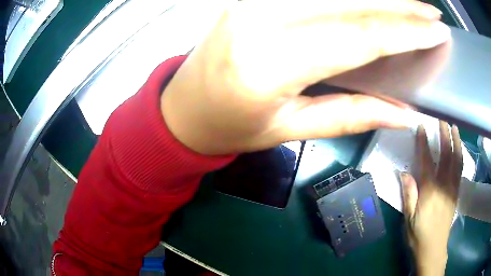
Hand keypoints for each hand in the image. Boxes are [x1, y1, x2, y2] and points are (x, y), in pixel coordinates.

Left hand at [162, 0, 449, 154]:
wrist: (184, 108)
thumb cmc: (230, 127)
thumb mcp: (290, 130)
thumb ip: (352, 116)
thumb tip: (405, 114)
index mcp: (270, 63)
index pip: (361, 35)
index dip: (407, 31)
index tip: (437, 30)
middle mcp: (260, 18)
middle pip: (351, 3)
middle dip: (400, 5)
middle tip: (432, 12)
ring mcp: (251, 0)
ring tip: (414, 4)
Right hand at [400, 122, 462, 275]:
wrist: (433, 249)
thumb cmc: (418, 235)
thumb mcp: (409, 218)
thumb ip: (409, 195)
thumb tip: (403, 173)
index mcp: (430, 191)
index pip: (427, 161)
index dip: (424, 143)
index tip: (422, 127)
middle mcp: (443, 185)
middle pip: (446, 155)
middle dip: (444, 135)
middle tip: (441, 119)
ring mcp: (452, 188)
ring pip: (457, 160)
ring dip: (456, 141)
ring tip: (454, 127)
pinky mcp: (456, 193)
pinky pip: (460, 170)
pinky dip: (460, 155)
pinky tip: (459, 148)